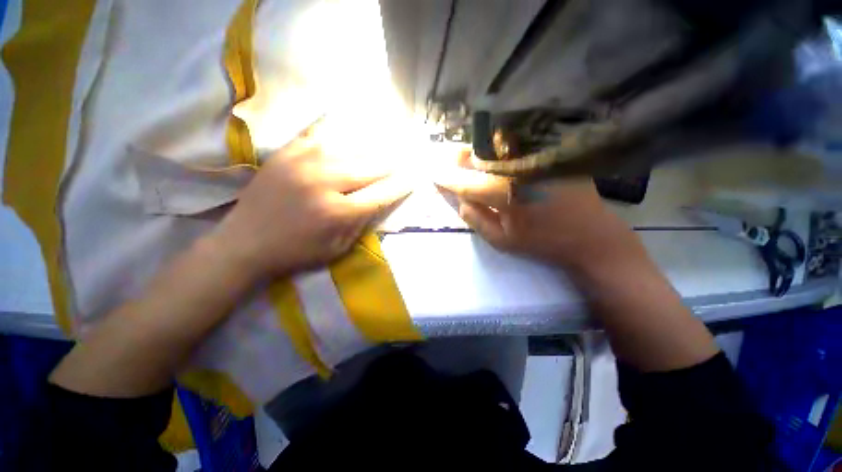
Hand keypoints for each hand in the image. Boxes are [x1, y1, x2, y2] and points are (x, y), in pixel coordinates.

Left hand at [209, 130, 410, 281]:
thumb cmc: (296, 252)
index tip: (415, 177)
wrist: (244, 243)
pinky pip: (318, 133)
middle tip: (407, 154)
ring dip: (373, 144)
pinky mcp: (286, 152)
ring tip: (389, 138)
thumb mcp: (337, 249)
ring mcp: (303, 162)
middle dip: (392, 163)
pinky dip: (338, 127)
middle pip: (370, 167)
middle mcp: (324, 182)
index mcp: (338, 212)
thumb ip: (361, 223)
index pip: (381, 194)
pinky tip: (351, 122)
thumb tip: (380, 200)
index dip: (401, 185)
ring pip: (350, 147)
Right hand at [434, 151, 644, 272]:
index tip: (432, 173)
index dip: (447, 177)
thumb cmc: (542, 242)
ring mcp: (537, 157)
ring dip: (478, 151)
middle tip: (447, 159)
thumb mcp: (501, 240)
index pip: (466, 182)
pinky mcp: (550, 154)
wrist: (590, 236)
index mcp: (505, 193)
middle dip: (459, 157)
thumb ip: (475, 219)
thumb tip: (460, 199)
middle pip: (480, 155)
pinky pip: (517, 145)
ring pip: (497, 146)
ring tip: (466, 157)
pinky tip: (494, 154)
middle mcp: (518, 167)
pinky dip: (499, 148)